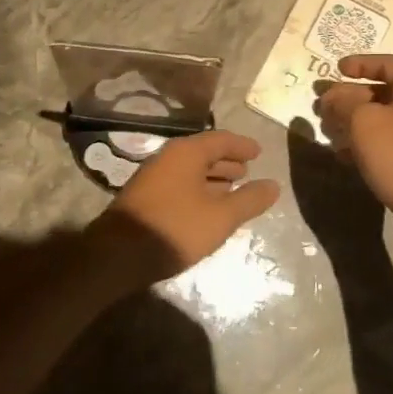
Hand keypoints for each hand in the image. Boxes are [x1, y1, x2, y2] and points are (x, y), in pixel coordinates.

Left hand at [87, 129, 280, 289]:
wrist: (119, 254)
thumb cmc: (176, 228)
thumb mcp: (221, 217)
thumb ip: (249, 200)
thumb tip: (273, 185)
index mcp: (187, 152)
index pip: (221, 140)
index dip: (242, 146)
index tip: (258, 153)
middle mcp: (168, 157)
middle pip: (204, 153)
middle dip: (227, 162)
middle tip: (247, 171)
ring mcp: (153, 176)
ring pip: (190, 170)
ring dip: (212, 177)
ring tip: (232, 189)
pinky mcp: (145, 196)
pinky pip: (179, 183)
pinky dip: (198, 188)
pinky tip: (206, 207)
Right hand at [314, 56, 392, 248]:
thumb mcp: (364, 122)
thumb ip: (343, 102)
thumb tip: (332, 96)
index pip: (387, 64)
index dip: (360, 63)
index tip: (336, 69)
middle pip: (380, 93)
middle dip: (348, 97)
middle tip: (322, 106)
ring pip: (380, 120)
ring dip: (352, 122)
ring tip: (327, 131)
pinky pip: (384, 143)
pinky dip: (363, 144)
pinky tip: (342, 155)